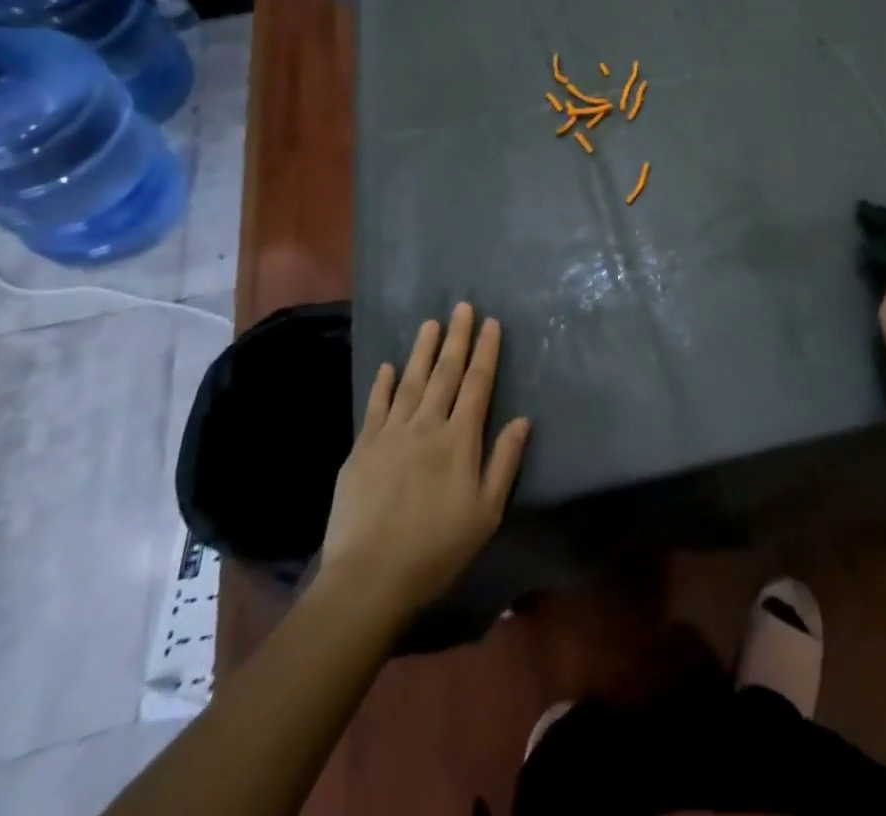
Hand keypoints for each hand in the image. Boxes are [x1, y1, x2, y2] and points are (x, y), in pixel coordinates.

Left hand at [318, 303, 531, 616]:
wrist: (368, 578)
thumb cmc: (436, 549)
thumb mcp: (486, 512)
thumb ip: (504, 462)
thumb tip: (523, 419)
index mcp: (459, 439)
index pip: (477, 384)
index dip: (486, 352)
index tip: (491, 323)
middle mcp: (426, 426)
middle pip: (445, 373)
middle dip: (457, 338)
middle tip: (463, 306)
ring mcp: (390, 435)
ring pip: (410, 381)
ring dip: (422, 350)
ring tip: (430, 324)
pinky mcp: (362, 450)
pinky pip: (375, 407)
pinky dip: (382, 385)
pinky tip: (388, 366)